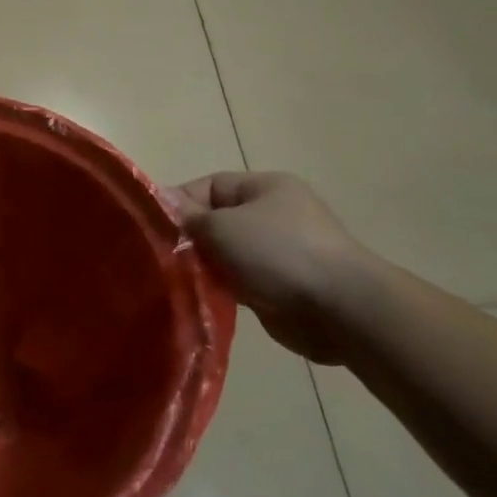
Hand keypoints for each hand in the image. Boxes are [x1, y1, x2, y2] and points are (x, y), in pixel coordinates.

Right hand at [169, 172, 371, 365]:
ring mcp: (279, 252)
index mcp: (265, 187)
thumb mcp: (223, 226)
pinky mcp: (281, 286)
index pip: (208, 186)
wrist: (343, 309)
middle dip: (190, 239)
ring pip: (226, 254)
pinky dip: (223, 288)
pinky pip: (240, 281)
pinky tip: (203, 298)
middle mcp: (273, 214)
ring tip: (180, 281)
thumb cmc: (279, 253)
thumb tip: (161, 201)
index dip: (178, 204)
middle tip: (164, 258)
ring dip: (205, 267)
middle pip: (216, 221)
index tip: (153, 228)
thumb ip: (189, 216)